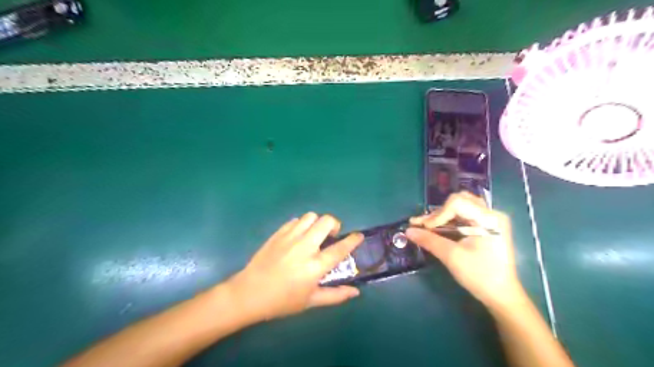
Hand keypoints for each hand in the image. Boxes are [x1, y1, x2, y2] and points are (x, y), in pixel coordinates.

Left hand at [226, 213, 361, 322]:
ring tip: (314, 235)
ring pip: (310, 216)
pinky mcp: (278, 234)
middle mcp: (304, 247)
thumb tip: (356, 292)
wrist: (249, 293)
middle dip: (334, 224)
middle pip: (326, 221)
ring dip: (317, 223)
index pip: (340, 248)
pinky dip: (302, 225)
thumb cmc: (282, 301)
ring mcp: (289, 238)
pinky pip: (295, 220)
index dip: (353, 240)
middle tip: (332, 235)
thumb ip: (335, 295)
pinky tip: (298, 236)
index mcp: (315, 266)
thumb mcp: (311, 302)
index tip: (358, 235)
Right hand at [408, 192, 523, 309]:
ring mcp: (489, 221)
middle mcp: (491, 214)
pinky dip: (448, 222)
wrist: (501, 296)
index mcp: (488, 218)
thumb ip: (429, 240)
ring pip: (459, 208)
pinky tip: (435, 229)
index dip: (438, 214)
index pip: (457, 203)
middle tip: (421, 225)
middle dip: (438, 214)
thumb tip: (407, 231)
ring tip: (425, 227)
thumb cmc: (480, 275)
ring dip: (441, 217)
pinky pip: (463, 217)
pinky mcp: (485, 228)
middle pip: (458, 202)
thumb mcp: (452, 256)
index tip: (425, 229)